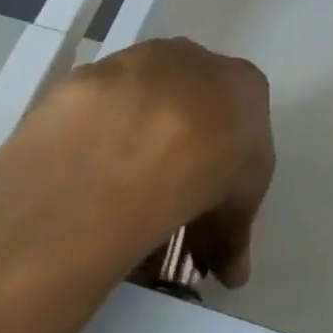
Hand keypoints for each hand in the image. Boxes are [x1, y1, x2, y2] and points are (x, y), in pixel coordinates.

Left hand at [26, 39, 273, 287]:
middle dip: (182, 152)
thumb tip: (231, 273)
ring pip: (143, 104)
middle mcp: (194, 58)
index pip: (240, 125)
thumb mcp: (240, 210)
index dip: (225, 171)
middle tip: (166, 205)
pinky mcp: (95, 71)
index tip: (210, 210)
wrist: (142, 135)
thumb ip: (233, 236)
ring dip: (137, 142)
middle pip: (192, 107)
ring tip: (122, 199)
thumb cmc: (215, 163)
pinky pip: (101, 112)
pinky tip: (91, 178)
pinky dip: (99, 140)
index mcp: (242, 83)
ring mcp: (141, 58)